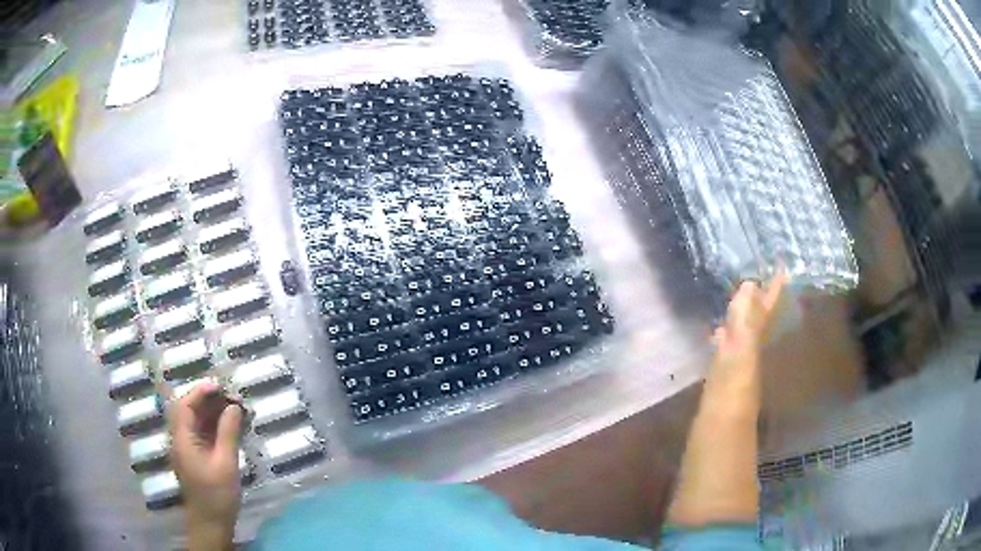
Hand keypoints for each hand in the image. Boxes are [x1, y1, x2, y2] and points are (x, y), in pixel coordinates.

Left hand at [169, 382, 242, 548]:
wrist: (211, 523)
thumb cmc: (217, 495)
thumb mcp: (226, 464)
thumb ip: (228, 433)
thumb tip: (234, 407)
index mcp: (182, 439)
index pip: (185, 405)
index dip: (201, 392)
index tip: (221, 386)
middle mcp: (180, 439)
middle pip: (189, 410)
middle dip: (209, 400)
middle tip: (232, 398)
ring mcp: (186, 449)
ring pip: (195, 421)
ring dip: (212, 412)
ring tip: (235, 409)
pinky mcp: (194, 457)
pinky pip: (201, 433)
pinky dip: (214, 426)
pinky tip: (230, 427)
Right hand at [705, 272, 787, 404]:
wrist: (719, 427)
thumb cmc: (732, 389)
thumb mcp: (743, 352)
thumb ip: (747, 322)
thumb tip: (750, 284)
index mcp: (756, 338)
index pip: (767, 308)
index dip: (774, 288)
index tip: (782, 266)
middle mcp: (750, 347)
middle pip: (757, 317)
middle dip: (758, 295)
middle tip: (757, 273)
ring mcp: (737, 361)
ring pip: (742, 330)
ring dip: (741, 312)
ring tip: (736, 294)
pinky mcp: (722, 373)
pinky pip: (727, 346)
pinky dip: (725, 334)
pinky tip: (717, 331)